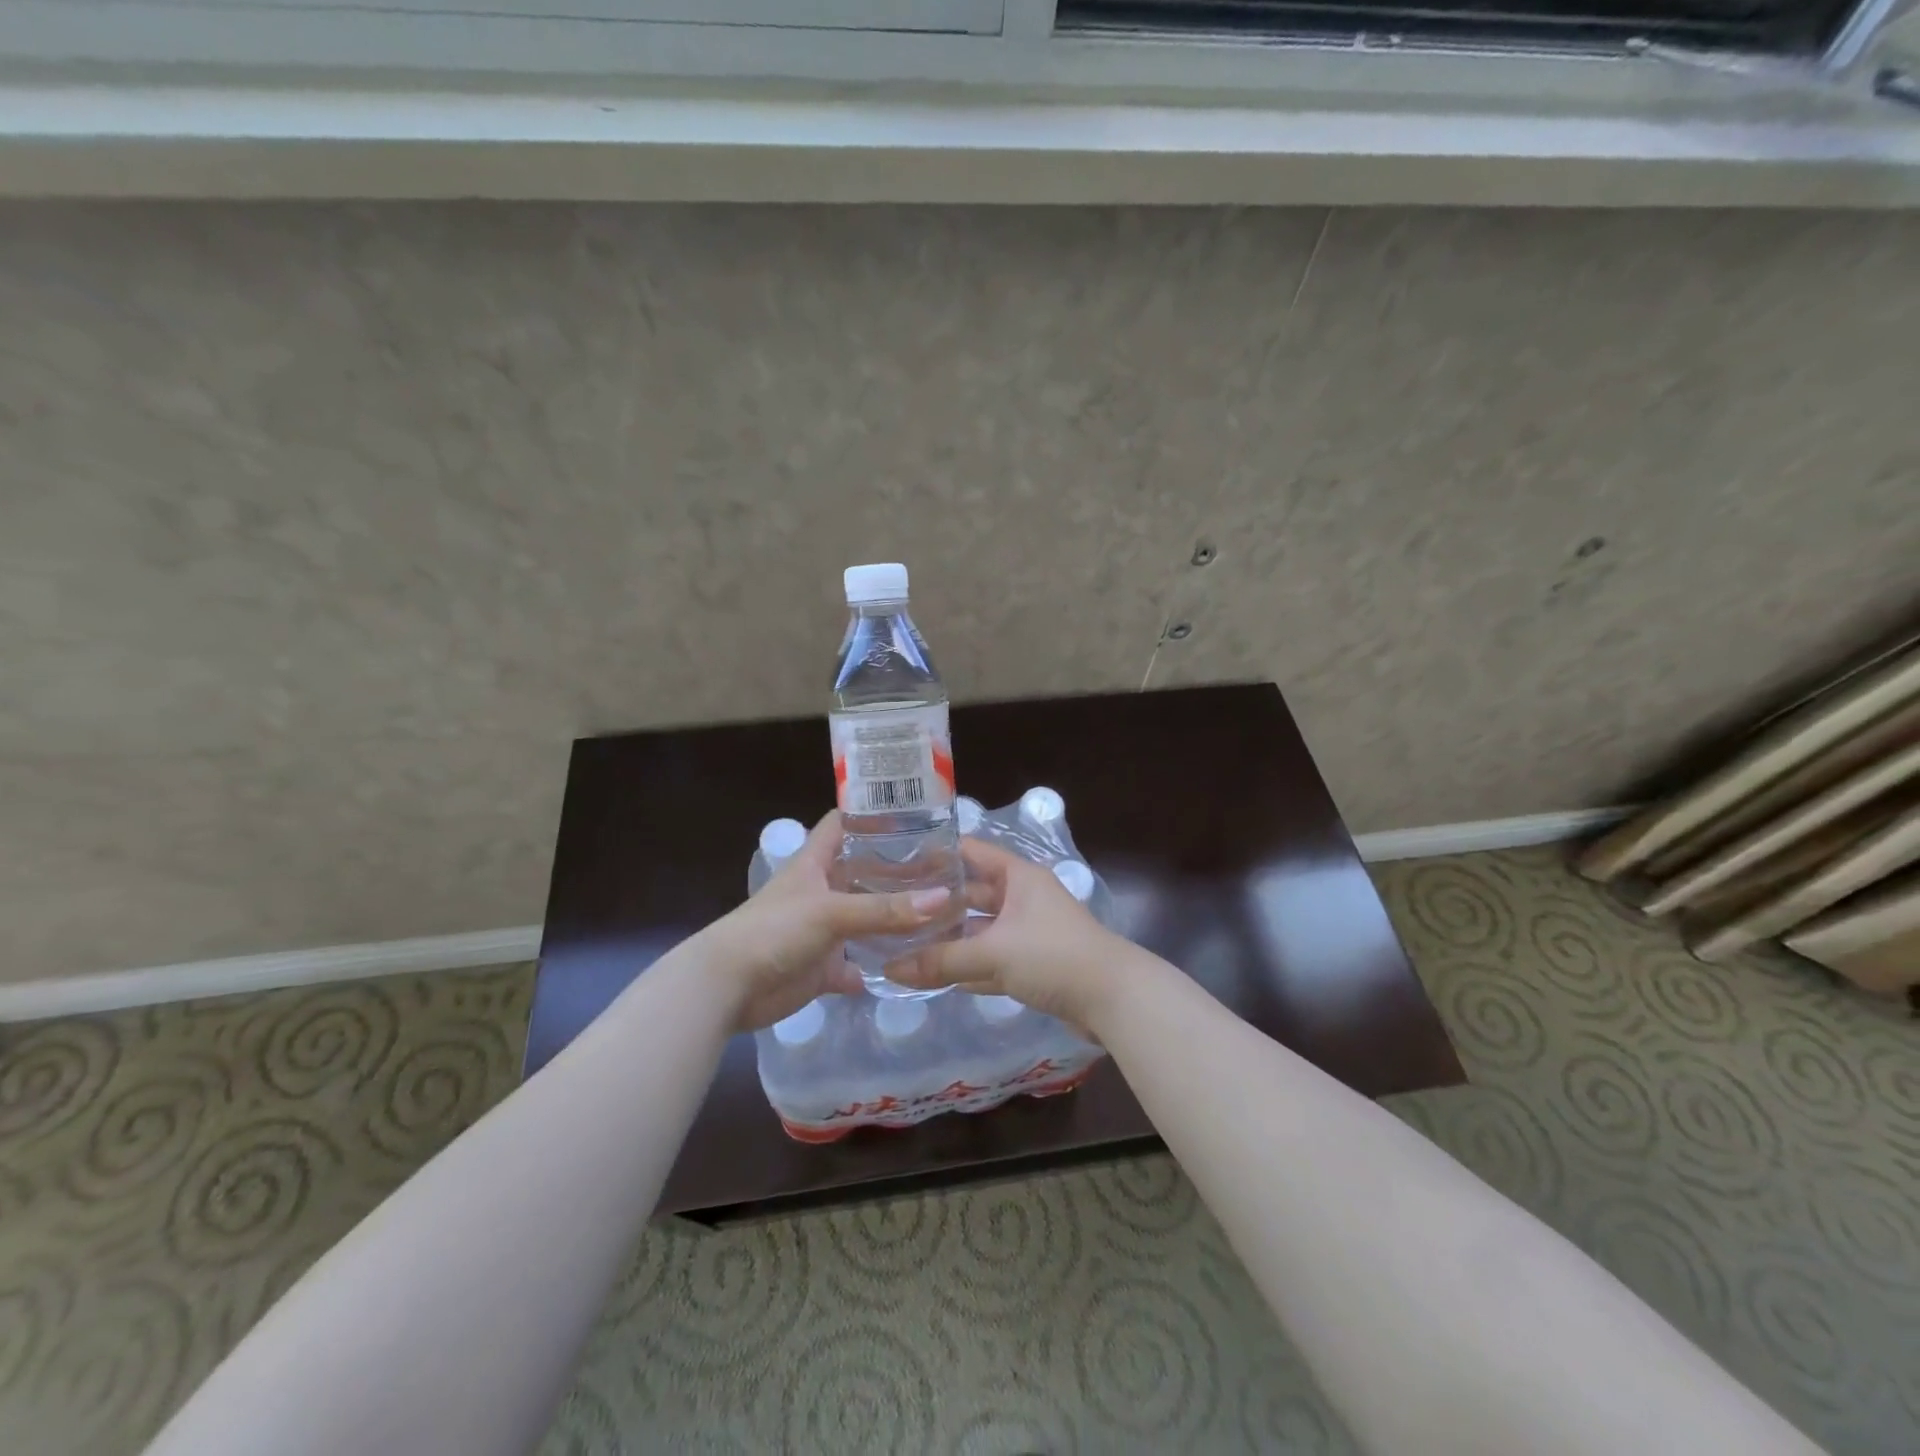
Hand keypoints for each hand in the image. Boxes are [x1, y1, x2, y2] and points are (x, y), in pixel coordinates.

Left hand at [695, 811, 952, 1031]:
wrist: (728, 987)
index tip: (915, 812)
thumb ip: (885, 909)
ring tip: (942, 913)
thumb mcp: (831, 912)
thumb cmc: (774, 931)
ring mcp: (822, 930)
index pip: (844, 823)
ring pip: (865, 919)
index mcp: (816, 862)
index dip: (873, 814)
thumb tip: (943, 899)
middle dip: (898, 871)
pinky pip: (857, 964)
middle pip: (863, 872)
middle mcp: (822, 890)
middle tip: (947, 869)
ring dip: (893, 920)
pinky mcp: (822, 967)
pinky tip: (911, 964)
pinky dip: (877, 966)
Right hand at [884, 838, 1133, 1031]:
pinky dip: (969, 965)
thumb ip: (941, 960)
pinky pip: (991, 958)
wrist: (1113, 999)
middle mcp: (1023, 897)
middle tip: (894, 909)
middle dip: (938, 903)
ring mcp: (1029, 931)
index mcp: (1018, 877)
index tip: (897, 862)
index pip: (971, 852)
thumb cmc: (1053, 956)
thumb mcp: (993, 953)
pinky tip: (936, 974)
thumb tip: (889, 969)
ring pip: (981, 930)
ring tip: (905, 942)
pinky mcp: (1033, 963)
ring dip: (951, 938)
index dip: (937, 854)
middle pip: (972, 894)